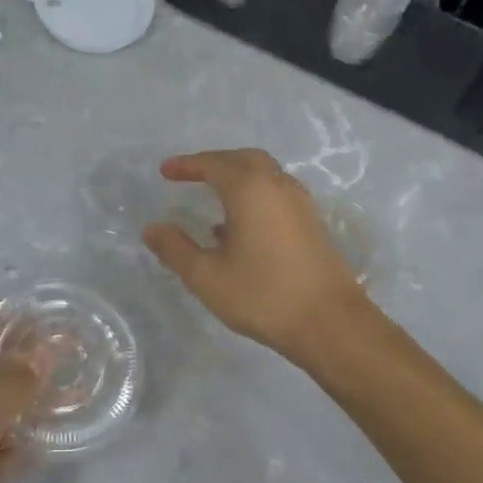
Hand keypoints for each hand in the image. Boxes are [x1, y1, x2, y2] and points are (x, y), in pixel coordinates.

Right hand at [142, 148, 368, 365]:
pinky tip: (240, 226)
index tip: (165, 172)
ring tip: (213, 197)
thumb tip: (152, 228)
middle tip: (191, 175)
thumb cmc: (263, 296)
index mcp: (250, 189)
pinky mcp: (312, 222)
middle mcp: (278, 185)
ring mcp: (300, 203)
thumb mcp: (208, 277)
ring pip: (264, 174)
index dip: (187, 165)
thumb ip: (176, 249)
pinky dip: (255, 194)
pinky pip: (276, 193)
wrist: (330, 322)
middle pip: (243, 160)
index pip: (214, 164)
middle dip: (215, 163)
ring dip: (238, 177)